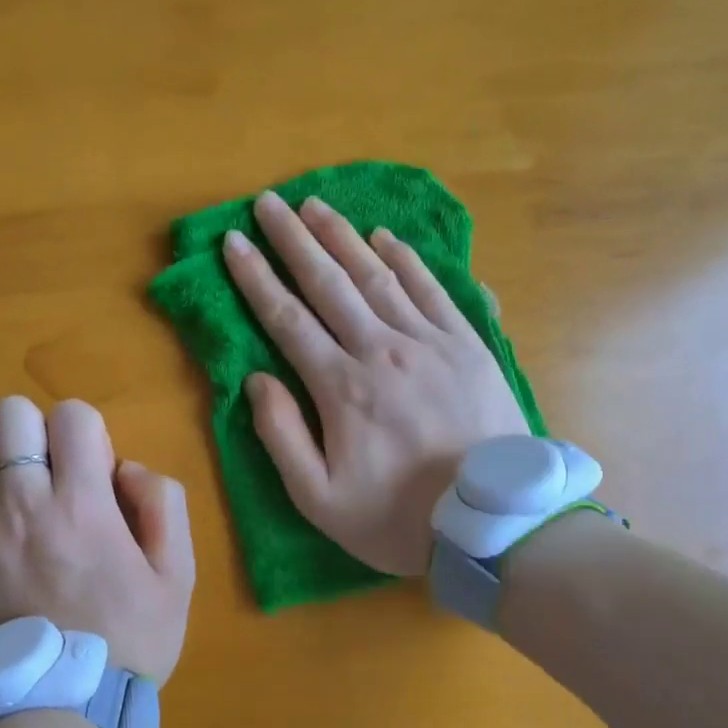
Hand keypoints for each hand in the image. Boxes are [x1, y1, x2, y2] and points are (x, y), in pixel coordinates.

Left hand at [0, 396, 195, 680]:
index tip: (92, 471)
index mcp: (83, 504)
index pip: (72, 414)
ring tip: (9, 496)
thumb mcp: (177, 576)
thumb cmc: (129, 641)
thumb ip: (163, 505)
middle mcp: (23, 507)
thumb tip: (125, 467)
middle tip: (49, 473)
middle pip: (10, 415)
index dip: (86, 431)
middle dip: (35, 431)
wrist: (61, 711)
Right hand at [223, 191, 529, 574]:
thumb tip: (257, 379)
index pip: (287, 319)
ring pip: (377, 276)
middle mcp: (382, 350)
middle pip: (329, 283)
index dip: (256, 278)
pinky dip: (406, 259)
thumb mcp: (318, 499)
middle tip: (268, 202)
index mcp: (341, 388)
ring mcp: (430, 343)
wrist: (493, 524)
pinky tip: (385, 237)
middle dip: (293, 240)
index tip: (233, 242)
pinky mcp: (468, 345)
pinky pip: (432, 289)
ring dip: (342, 237)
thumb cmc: (397, 518)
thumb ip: (281, 436)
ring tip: (316, 205)